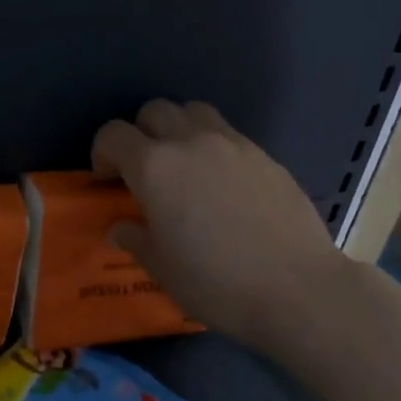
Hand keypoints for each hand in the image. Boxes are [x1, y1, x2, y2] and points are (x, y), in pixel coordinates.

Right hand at [91, 100, 345, 354]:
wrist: (298, 289)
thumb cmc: (216, 282)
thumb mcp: (161, 268)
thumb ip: (134, 238)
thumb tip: (120, 227)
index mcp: (154, 167)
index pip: (113, 134)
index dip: (102, 153)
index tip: (108, 181)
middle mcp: (190, 142)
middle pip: (154, 111)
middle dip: (140, 134)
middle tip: (144, 171)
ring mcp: (232, 144)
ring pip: (194, 112)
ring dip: (178, 129)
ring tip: (184, 166)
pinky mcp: (265, 155)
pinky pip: (228, 133)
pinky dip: (213, 146)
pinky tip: (222, 184)